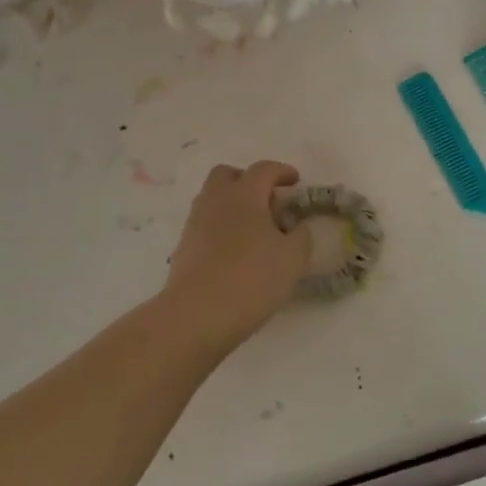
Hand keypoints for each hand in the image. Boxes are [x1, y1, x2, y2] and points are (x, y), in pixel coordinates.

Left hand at [159, 161, 311, 355]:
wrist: (196, 315)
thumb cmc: (251, 279)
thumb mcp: (293, 259)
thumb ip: (301, 236)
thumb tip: (296, 227)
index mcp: (244, 194)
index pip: (264, 169)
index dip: (282, 171)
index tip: (295, 181)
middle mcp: (216, 200)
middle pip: (228, 175)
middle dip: (248, 181)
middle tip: (267, 201)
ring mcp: (195, 222)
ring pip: (213, 199)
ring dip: (233, 204)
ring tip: (253, 229)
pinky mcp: (184, 246)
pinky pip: (205, 224)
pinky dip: (221, 227)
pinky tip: (235, 251)